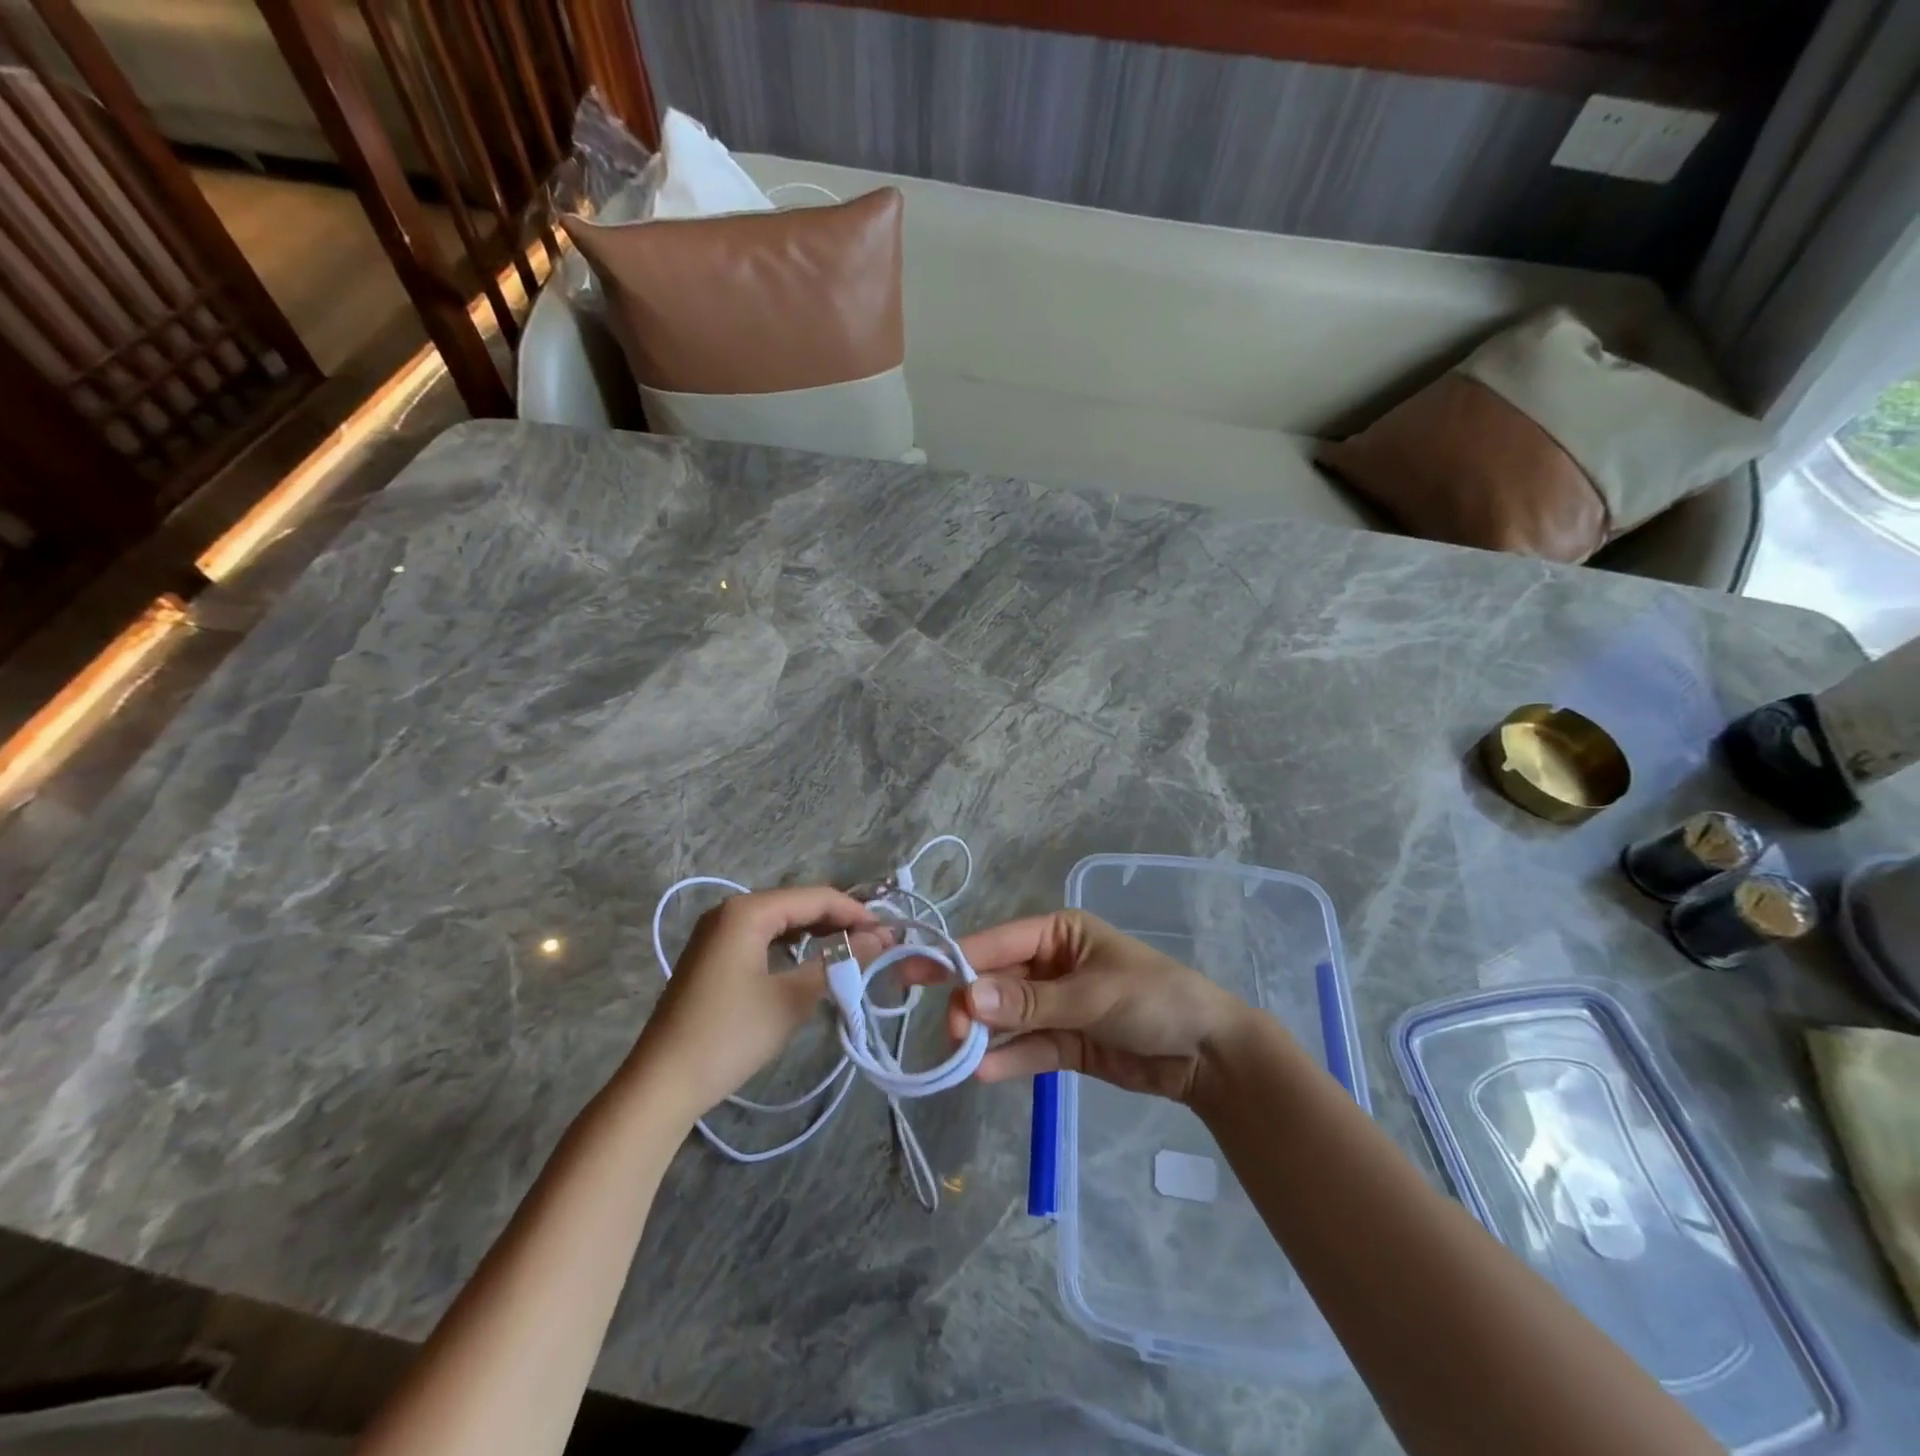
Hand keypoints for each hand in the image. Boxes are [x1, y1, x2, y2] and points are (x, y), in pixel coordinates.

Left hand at [630, 886, 885, 1121]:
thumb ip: (839, 962)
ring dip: (815, 932)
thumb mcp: (791, 999)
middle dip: (837, 921)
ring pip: (780, 920)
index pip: (815, 898)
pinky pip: (761, 936)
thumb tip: (880, 939)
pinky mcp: (711, 955)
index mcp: (747, 911)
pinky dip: (790, 944)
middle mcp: (730, 910)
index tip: (888, 933)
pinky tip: (810, 960)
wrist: (662, 1084)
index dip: (855, 912)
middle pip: (797, 904)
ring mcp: (716, 932)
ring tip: (851, 951)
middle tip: (875, 944)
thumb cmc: (730, 1036)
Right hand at [927, 910, 1249, 1102]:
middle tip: (952, 1033)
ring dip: (983, 1035)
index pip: (998, 942)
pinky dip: (1006, 1059)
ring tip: (960, 1056)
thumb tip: (969, 998)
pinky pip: (1027, 1048)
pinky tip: (982, 1072)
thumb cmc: (1154, 999)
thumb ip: (1031, 1002)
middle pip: (996, 981)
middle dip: (972, 1004)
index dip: (958, 958)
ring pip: (1006, 1017)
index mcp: (1058, 933)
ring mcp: (1055, 1005)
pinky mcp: (1064, 1042)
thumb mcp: (1093, 995)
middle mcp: (1050, 964)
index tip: (915, 975)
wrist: (1208, 1054)